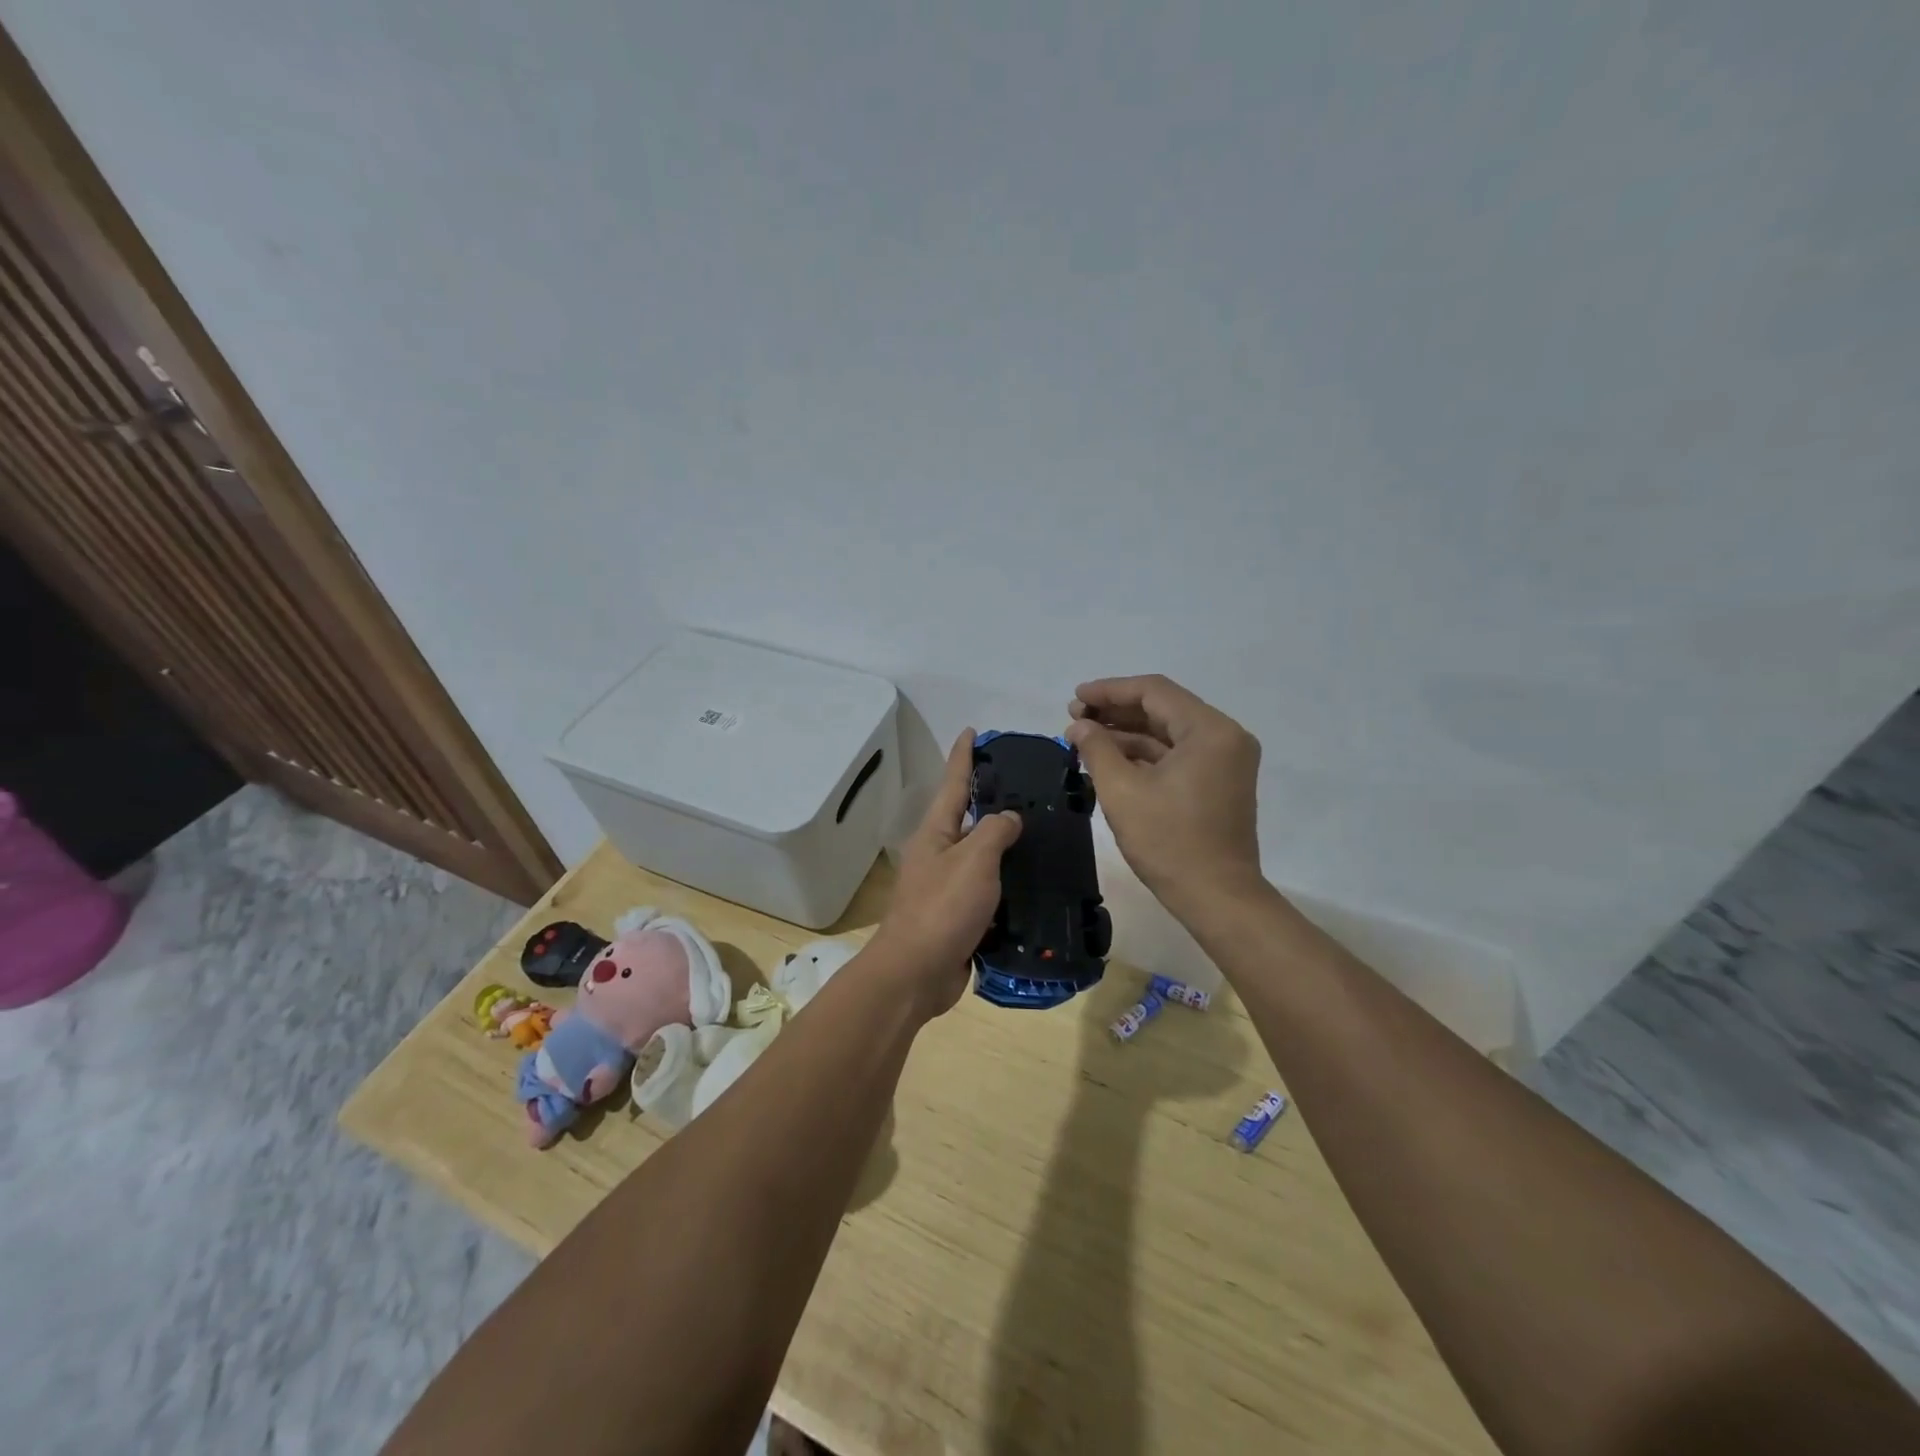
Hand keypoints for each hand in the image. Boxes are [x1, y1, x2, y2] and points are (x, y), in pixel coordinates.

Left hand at [871, 730, 1021, 1017]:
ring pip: (982, 857)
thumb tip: (1008, 818)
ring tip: (1043, 833)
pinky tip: (1036, 883)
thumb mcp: (973, 860)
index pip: (952, 783)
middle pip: (968, 818)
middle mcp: (939, 854)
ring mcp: (947, 887)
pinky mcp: (960, 917)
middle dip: (993, 801)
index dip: (963, 756)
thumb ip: (995, 831)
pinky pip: (989, 891)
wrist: (916, 974)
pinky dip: (1010, 884)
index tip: (972, 731)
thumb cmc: (942, 908)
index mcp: (935, 833)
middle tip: (1030, 787)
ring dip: (1007, 846)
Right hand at [1067, 675, 1263, 913]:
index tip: (1075, 698)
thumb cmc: (1169, 842)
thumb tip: (1079, 725)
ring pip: (1169, 732)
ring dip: (1128, 733)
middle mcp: (1224, 736)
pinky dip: (1145, 754)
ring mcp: (1225, 760)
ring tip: (1085, 738)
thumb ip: (1097, 749)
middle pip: (1163, 709)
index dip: (1110, 690)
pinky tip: (1110, 758)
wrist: (1217, 897)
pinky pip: (1178, 754)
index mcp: (1209, 730)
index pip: (1154, 692)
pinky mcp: (1219, 781)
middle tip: (1075, 718)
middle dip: (1116, 711)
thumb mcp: (1122, 792)